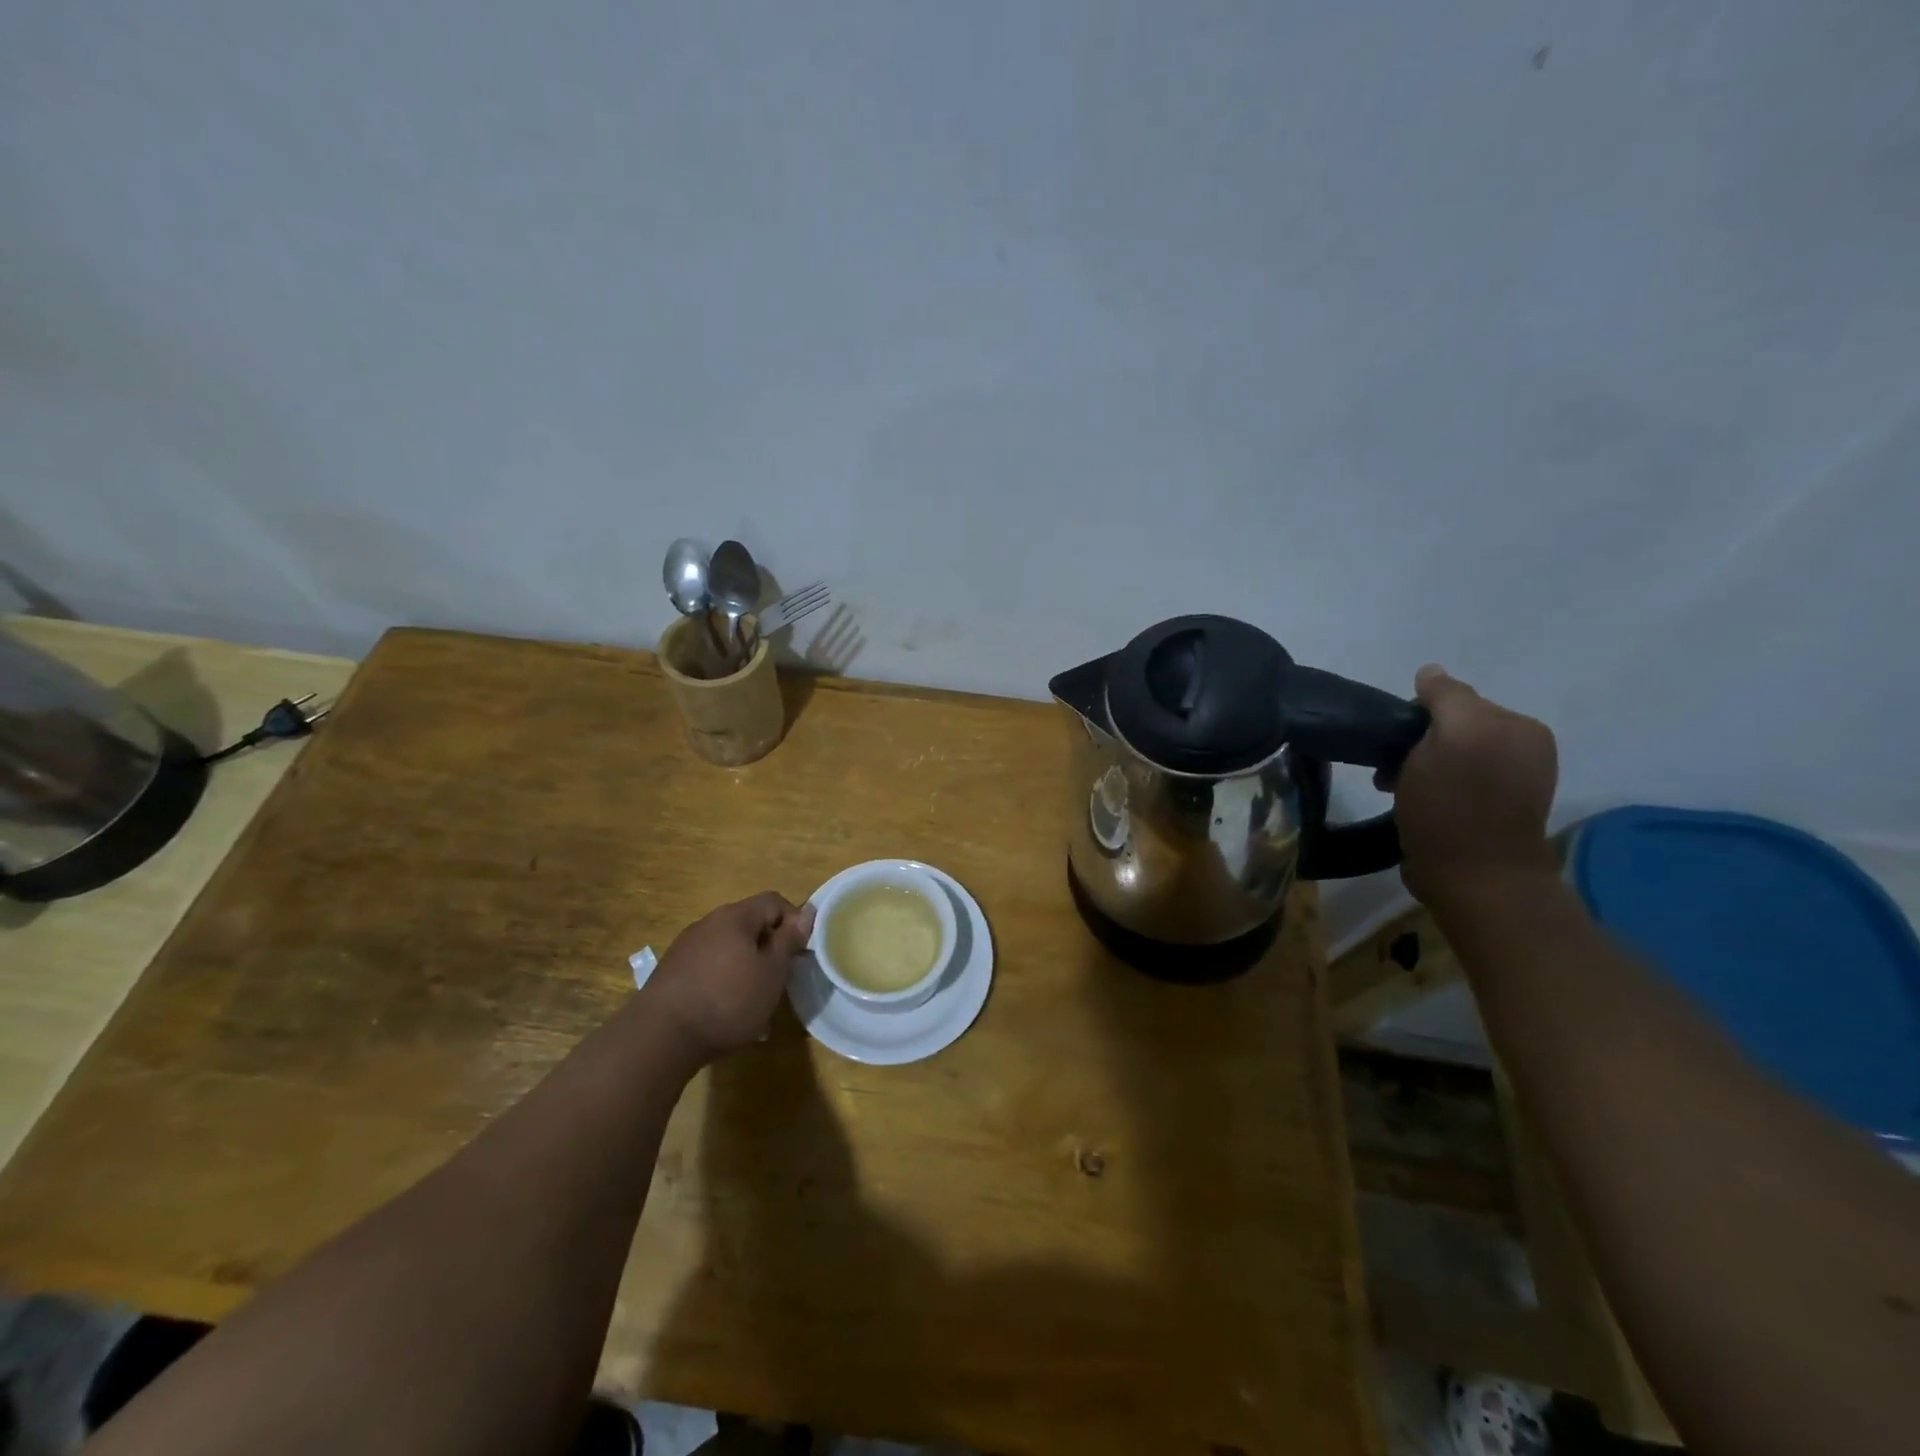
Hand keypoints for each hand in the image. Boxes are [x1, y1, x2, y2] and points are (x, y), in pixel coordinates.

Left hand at [643, 893, 816, 1062]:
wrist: (660, 1037)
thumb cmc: (728, 1000)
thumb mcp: (772, 972)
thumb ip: (789, 940)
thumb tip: (807, 912)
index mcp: (735, 917)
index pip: (774, 901)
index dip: (794, 921)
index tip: (800, 953)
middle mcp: (709, 923)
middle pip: (750, 925)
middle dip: (769, 950)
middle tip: (780, 981)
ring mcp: (686, 947)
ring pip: (730, 950)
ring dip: (748, 970)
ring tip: (756, 1006)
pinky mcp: (672, 972)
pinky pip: (710, 969)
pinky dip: (725, 984)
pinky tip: (728, 1015)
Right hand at [1388, 665, 1558, 903]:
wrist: (1473, 878)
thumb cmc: (1456, 803)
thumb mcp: (1450, 736)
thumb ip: (1445, 696)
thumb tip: (1430, 672)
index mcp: (1521, 727)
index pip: (1456, 701)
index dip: (1418, 717)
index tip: (1396, 743)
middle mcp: (1524, 750)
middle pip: (1451, 729)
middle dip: (1417, 744)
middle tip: (1392, 770)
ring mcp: (1510, 785)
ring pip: (1447, 757)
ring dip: (1418, 768)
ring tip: (1397, 790)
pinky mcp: (1490, 814)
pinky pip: (1451, 784)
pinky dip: (1429, 790)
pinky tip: (1414, 805)